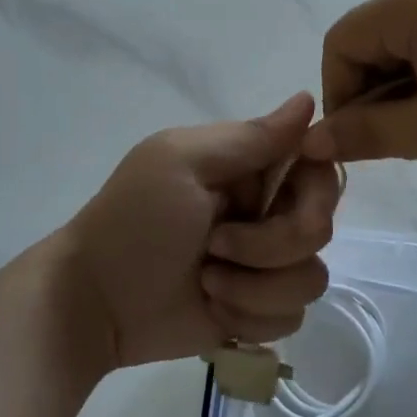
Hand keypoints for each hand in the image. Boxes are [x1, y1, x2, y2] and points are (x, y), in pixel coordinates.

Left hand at [65, 94, 340, 368]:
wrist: (96, 301)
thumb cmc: (134, 221)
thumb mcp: (183, 163)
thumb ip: (250, 137)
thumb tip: (308, 98)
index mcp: (249, 169)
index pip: (317, 167)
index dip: (316, 186)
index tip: (285, 199)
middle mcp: (265, 214)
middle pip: (319, 227)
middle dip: (271, 245)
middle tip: (216, 246)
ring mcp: (263, 267)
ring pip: (310, 279)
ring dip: (255, 288)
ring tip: (207, 283)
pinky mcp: (257, 311)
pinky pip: (291, 318)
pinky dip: (249, 317)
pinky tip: (213, 311)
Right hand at [300, 0, 416, 172]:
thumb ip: (367, 134)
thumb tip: (312, 141)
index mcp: (410, 3)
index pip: (339, 44)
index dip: (339, 96)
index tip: (363, 143)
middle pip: (372, 41)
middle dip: (376, 95)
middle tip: (405, 144)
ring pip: (408, 44)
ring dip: (408, 90)